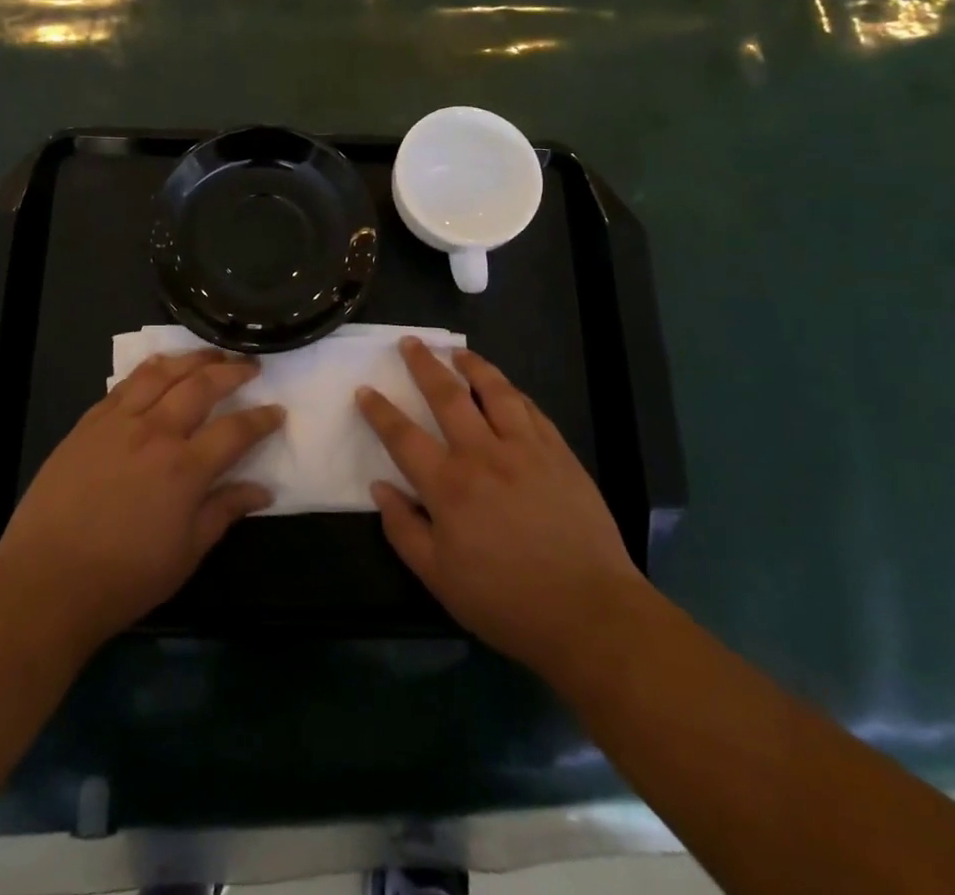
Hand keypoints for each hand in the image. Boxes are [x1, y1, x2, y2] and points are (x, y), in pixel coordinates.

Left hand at [0, 350, 283, 656]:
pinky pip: (124, 384)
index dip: (262, 418)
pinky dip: (149, 370)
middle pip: (202, 385)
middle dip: (232, 371)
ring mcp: (118, 422)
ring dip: (192, 359)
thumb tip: (262, 490)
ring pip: (162, 374)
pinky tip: (159, 367)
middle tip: (250, 366)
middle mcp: (156, 432)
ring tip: (211, 354)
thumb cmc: (124, 577)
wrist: (46, 581)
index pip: (236, 430)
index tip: (278, 410)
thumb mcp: (186, 553)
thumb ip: (225, 512)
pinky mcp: (88, 423)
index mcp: (185, 468)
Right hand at [357, 338, 647, 685]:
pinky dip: (512, 391)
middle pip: (447, 395)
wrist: (588, 612)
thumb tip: (380, 488)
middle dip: (424, 365)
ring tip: (458, 352)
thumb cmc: (506, 602)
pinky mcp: (558, 452)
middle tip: (410, 342)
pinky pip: (530, 409)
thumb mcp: (439, 579)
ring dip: (472, 365)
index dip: (380, 411)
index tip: (365, 390)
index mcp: (448, 486)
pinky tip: (505, 387)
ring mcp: (525, 448)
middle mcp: (483, 454)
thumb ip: (403, 529)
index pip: (403, 436)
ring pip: (494, 390)